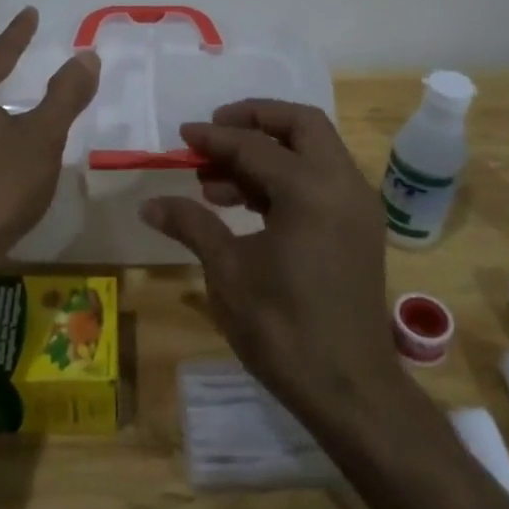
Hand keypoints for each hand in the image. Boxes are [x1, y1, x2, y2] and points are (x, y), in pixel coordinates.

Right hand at [140, 100, 401, 420]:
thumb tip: (149, 204)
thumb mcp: (228, 271)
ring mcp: (357, 206)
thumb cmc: (282, 328)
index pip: (254, 145)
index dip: (214, 137)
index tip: (182, 134)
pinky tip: (246, 203)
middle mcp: (343, 185)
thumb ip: (192, 224)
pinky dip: (287, 177)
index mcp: (310, 190)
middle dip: (256, 119)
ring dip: (269, 151)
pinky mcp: (359, 228)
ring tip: (215, 180)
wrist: (349, 389)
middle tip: (215, 131)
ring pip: (314, 151)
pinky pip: (322, 180)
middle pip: (301, 125)